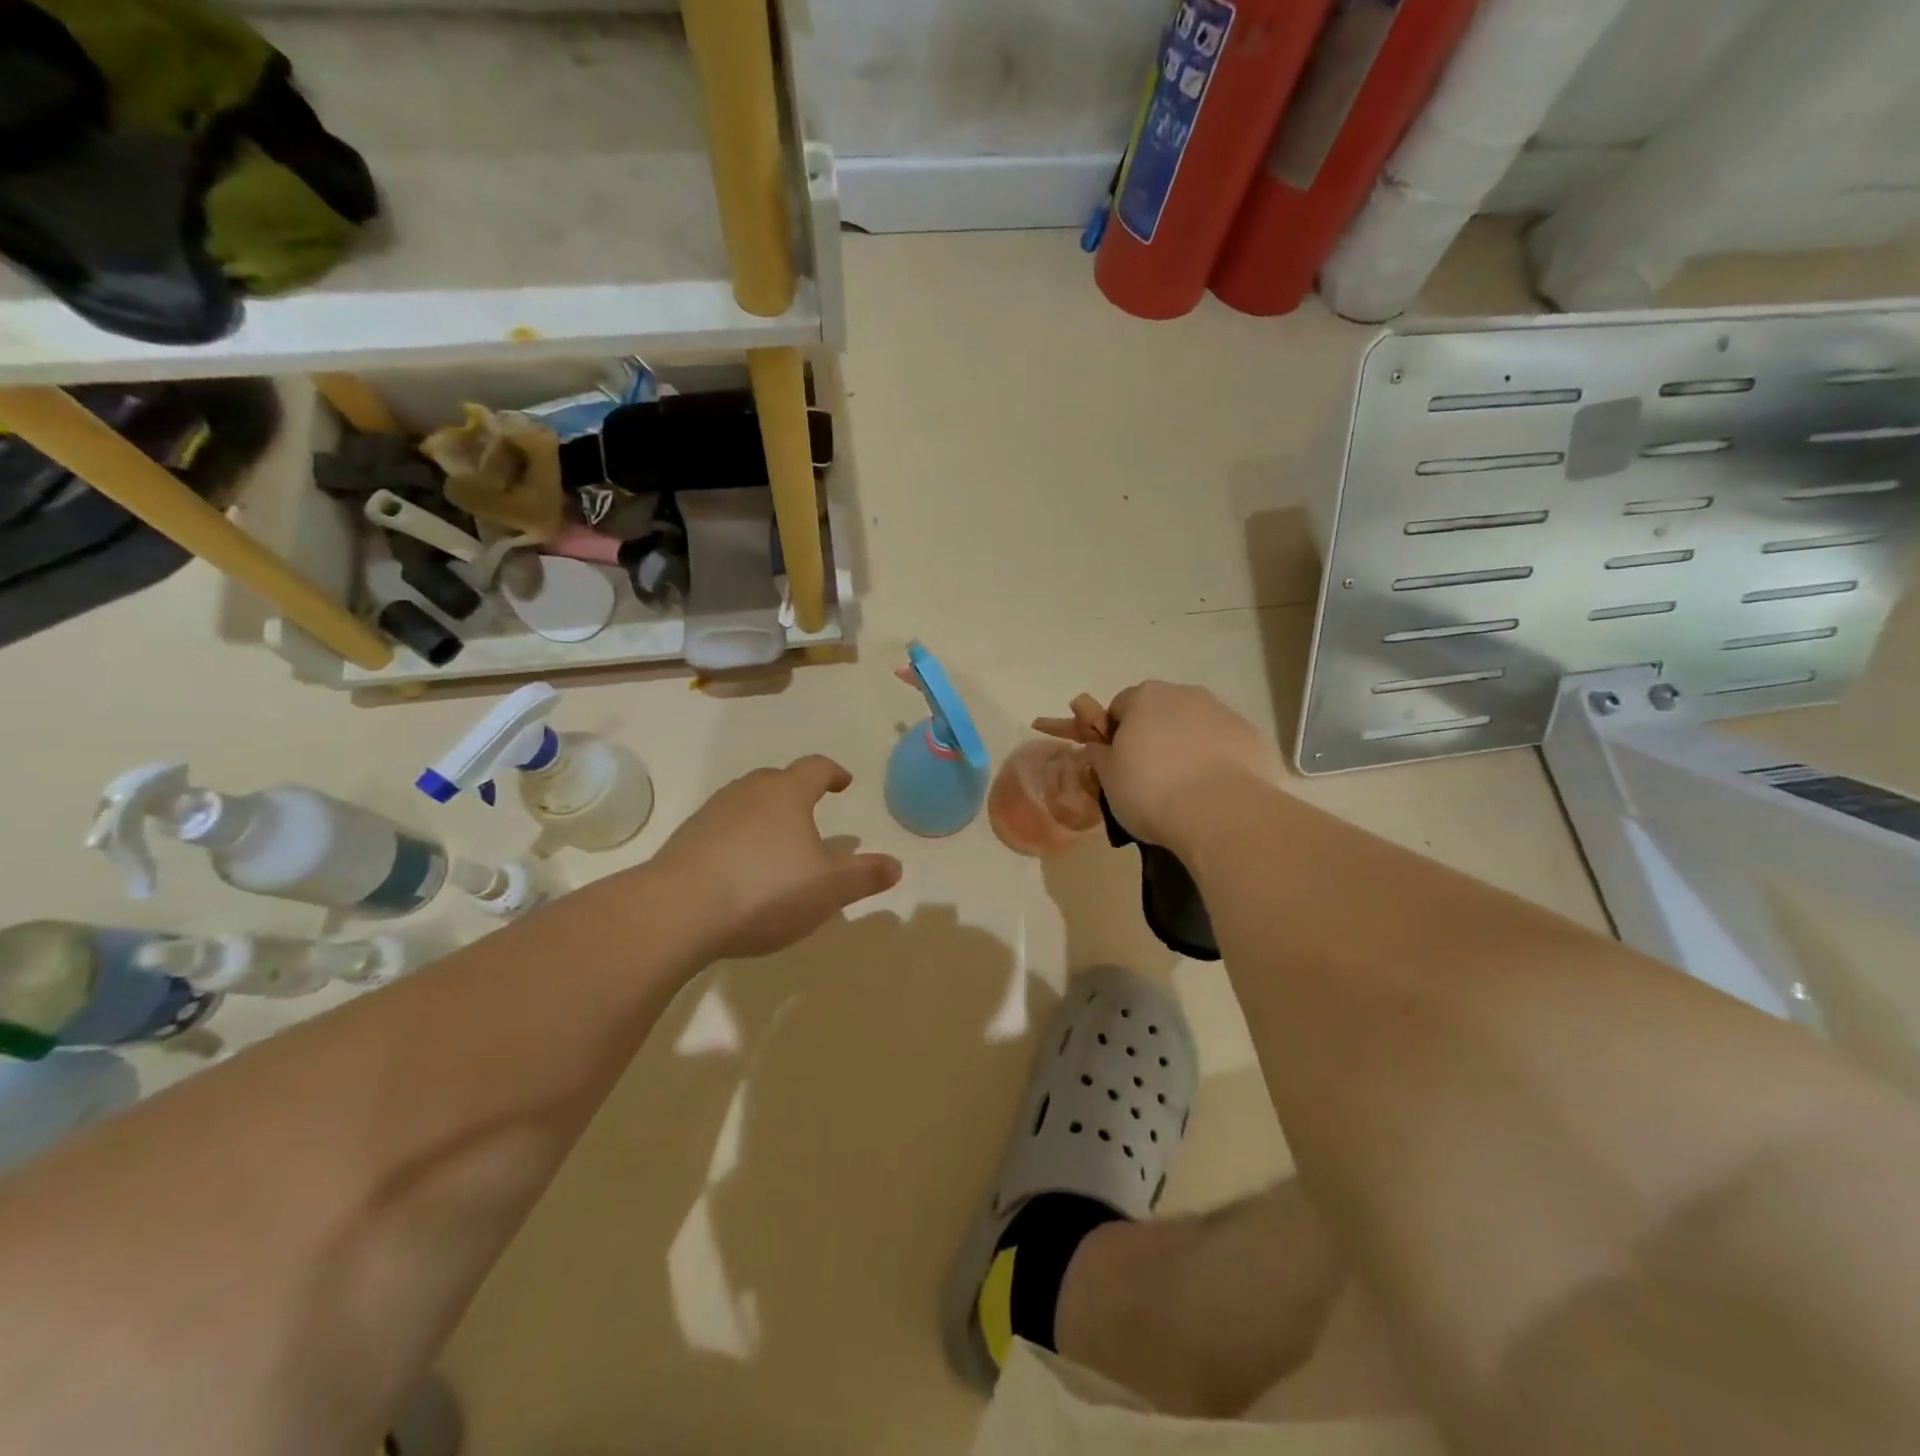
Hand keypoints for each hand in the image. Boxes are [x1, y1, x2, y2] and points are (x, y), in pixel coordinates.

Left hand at [657, 756, 902, 959]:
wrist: (677, 911)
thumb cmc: (765, 889)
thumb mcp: (828, 888)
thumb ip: (864, 875)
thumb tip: (895, 865)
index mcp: (786, 794)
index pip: (815, 768)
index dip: (832, 773)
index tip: (843, 783)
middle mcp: (747, 793)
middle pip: (776, 780)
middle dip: (796, 792)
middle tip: (810, 812)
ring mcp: (711, 814)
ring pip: (745, 803)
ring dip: (765, 816)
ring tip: (777, 844)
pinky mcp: (685, 841)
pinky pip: (721, 830)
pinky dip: (737, 841)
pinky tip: (740, 871)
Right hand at [1085, 682, 1280, 853]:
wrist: (1222, 813)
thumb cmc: (1151, 792)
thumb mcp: (1108, 779)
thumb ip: (1100, 756)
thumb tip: (1100, 746)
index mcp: (1144, 697)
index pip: (1119, 707)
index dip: (1115, 735)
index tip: (1118, 765)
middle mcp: (1185, 694)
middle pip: (1160, 711)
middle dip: (1154, 736)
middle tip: (1150, 778)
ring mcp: (1224, 712)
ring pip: (1196, 726)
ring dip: (1187, 747)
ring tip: (1187, 789)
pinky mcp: (1254, 736)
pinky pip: (1226, 745)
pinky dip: (1219, 761)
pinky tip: (1215, 793)